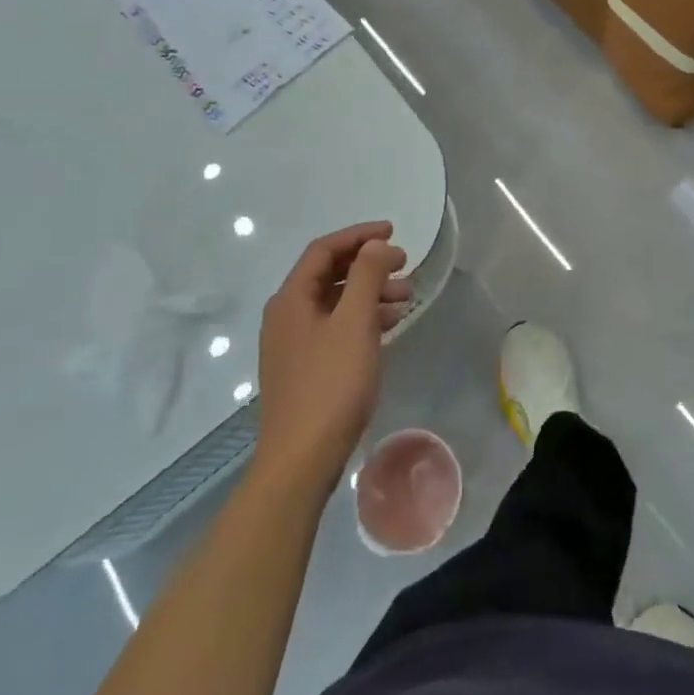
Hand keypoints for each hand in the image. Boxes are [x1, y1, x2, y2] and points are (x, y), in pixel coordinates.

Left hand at [254, 222, 412, 485]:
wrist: (301, 461)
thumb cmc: (330, 385)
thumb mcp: (355, 323)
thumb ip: (366, 276)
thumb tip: (376, 245)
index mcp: (291, 298)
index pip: (324, 249)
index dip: (359, 235)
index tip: (394, 233)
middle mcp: (287, 315)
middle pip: (329, 274)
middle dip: (369, 265)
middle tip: (405, 265)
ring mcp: (294, 344)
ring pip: (335, 302)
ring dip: (370, 292)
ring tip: (406, 298)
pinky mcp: (305, 368)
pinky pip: (336, 327)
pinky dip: (363, 318)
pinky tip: (389, 325)